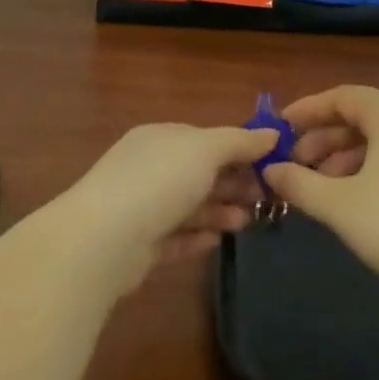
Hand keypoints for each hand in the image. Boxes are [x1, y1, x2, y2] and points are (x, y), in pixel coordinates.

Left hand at [59, 122, 275, 291]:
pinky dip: (197, 237)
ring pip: (190, 206)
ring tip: (247, 222)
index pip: (205, 139)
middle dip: (233, 183)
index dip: (239, 150)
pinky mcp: (139, 245)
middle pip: (200, 173)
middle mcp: (150, 168)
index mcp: (161, 138)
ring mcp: (142, 207)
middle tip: (265, 198)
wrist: (105, 239)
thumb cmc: (160, 180)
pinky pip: (175, 237)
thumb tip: (273, 134)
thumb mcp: (206, 149)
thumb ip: (240, 141)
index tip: (271, 165)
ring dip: (220, 211)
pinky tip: (218, 241)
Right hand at [263, 86, 378, 303]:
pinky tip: (356, 200)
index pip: (344, 96)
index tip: (283, 126)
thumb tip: (271, 169)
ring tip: (321, 186)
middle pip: (362, 118)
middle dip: (325, 137)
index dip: (310, 108)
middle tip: (296, 162)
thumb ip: (299, 184)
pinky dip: (371, 169)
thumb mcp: (339, 206)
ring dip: (346, 156)